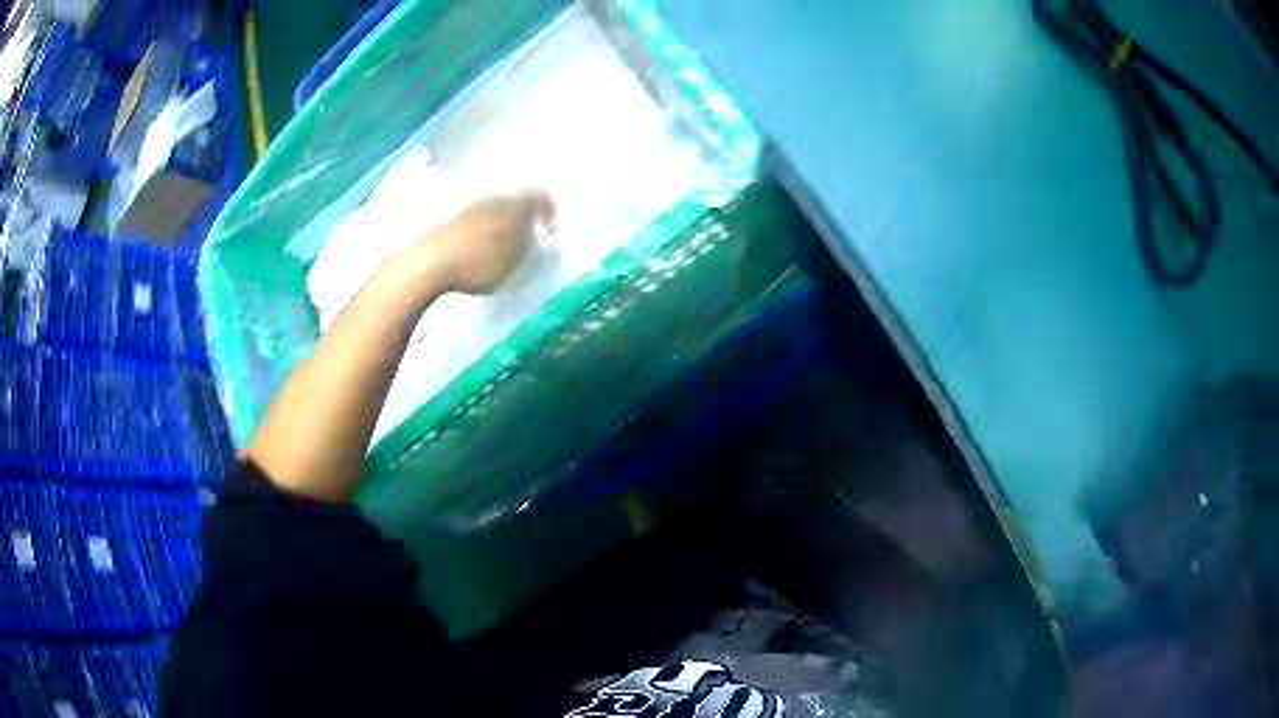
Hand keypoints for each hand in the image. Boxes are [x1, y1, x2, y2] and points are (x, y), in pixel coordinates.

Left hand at [410, 189, 554, 293]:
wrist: (429, 264)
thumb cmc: (477, 263)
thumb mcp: (515, 261)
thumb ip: (529, 245)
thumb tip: (534, 233)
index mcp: (512, 206)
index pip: (537, 196)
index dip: (547, 207)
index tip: (550, 222)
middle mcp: (490, 201)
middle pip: (511, 202)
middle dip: (520, 217)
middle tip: (526, 236)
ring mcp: (465, 210)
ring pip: (490, 211)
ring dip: (497, 225)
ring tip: (500, 247)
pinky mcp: (445, 224)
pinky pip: (470, 223)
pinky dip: (478, 233)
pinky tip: (475, 251)